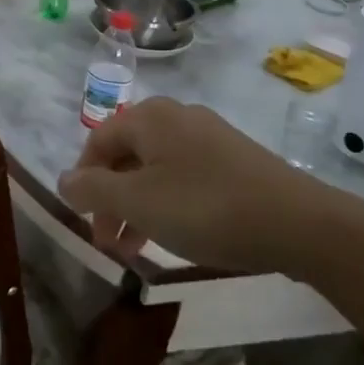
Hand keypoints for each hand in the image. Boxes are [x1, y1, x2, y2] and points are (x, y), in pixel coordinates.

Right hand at [56, 97, 358, 275]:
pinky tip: (177, 232)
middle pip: (126, 155)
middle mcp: (176, 116)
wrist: (300, 223)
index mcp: (148, 117)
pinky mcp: (235, 158)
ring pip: (156, 168)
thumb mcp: (139, 202)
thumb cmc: (206, 208)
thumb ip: (94, 189)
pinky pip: (185, 175)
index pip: (98, 142)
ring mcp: (209, 135)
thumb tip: (63, 179)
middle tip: (109, 243)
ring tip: (137, 248)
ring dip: (138, 205)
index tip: (85, 221)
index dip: (83, 180)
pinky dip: (169, 202)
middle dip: (111, 199)